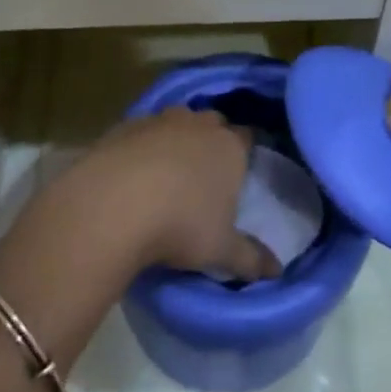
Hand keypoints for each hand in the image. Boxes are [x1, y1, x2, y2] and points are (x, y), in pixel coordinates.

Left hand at [64, 108, 281, 281]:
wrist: (113, 204)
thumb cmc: (180, 225)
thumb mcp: (220, 250)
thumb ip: (250, 258)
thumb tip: (276, 271)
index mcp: (229, 147)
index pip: (247, 136)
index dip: (244, 150)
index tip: (239, 170)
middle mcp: (199, 124)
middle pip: (213, 123)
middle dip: (211, 140)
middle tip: (204, 173)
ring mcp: (161, 120)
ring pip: (177, 121)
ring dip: (176, 139)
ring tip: (167, 172)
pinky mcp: (126, 125)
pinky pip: (142, 131)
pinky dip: (142, 146)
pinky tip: (132, 173)